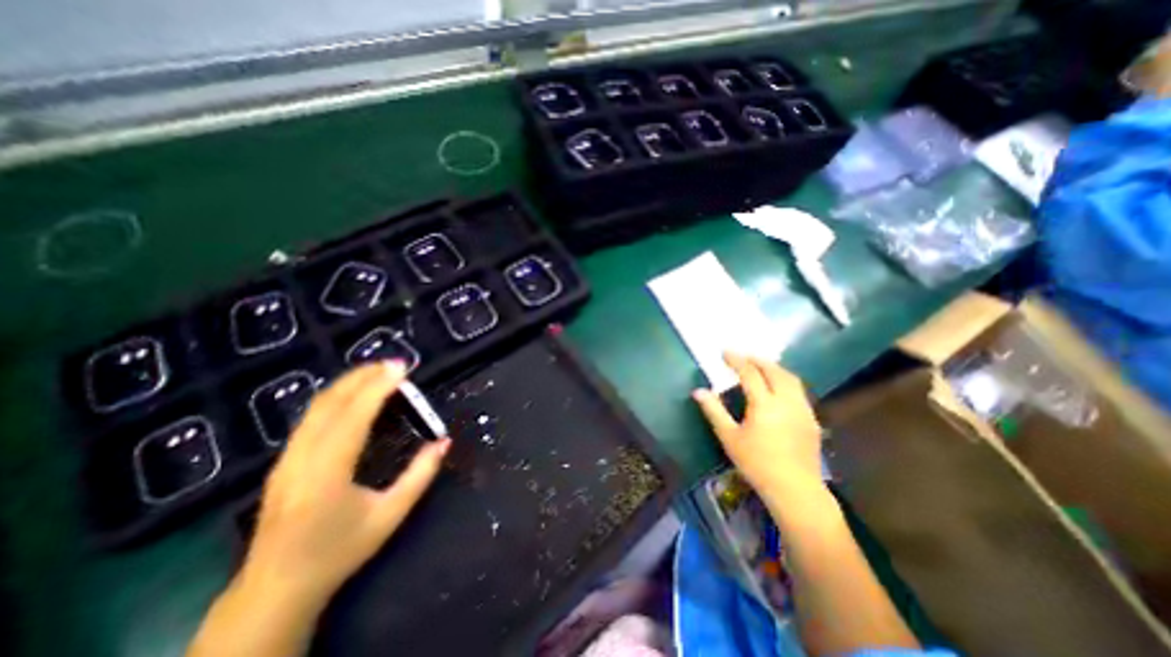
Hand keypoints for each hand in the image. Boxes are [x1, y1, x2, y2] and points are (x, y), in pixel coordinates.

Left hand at [233, 363, 449, 608]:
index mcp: (327, 472)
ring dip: (347, 383)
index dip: (378, 387)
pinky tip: (353, 395)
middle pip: (329, 403)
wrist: (275, 589)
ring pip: (315, 407)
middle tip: (393, 363)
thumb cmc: (339, 551)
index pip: (354, 416)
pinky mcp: (283, 461)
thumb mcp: (390, 515)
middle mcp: (301, 458)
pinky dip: (335, 397)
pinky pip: (310, 418)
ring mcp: (286, 459)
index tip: (401, 368)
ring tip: (377, 372)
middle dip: (362, 377)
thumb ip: (420, 475)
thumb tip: (443, 441)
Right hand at [694, 353, 821, 502]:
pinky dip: (785, 381)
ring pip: (790, 378)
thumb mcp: (729, 437)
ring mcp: (802, 409)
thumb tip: (698, 391)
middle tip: (742, 357)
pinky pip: (798, 391)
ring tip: (759, 366)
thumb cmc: (756, 464)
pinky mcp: (811, 419)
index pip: (749, 373)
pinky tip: (777, 388)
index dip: (736, 360)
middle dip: (757, 360)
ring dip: (773, 368)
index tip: (724, 353)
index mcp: (764, 404)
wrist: (795, 490)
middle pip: (774, 370)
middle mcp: (786, 401)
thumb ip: (714, 411)